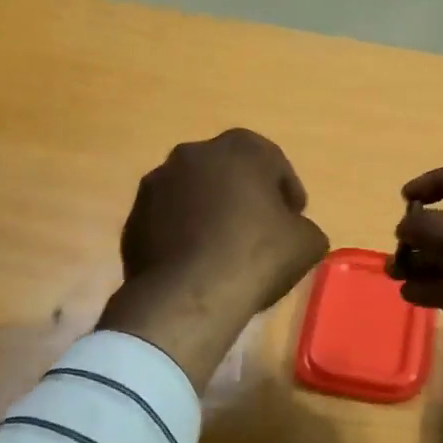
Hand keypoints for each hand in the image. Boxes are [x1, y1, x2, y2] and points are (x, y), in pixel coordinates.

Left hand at [100, 130, 328, 390]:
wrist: (190, 294)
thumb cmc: (257, 256)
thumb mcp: (308, 242)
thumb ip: (303, 226)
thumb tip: (293, 230)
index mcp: (240, 148)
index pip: (272, 162)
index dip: (287, 191)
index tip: (294, 217)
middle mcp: (193, 154)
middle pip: (228, 172)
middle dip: (244, 196)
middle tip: (260, 229)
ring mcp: (156, 184)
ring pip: (193, 194)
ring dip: (209, 212)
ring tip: (224, 249)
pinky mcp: (134, 218)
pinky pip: (168, 221)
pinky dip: (182, 234)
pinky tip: (196, 263)